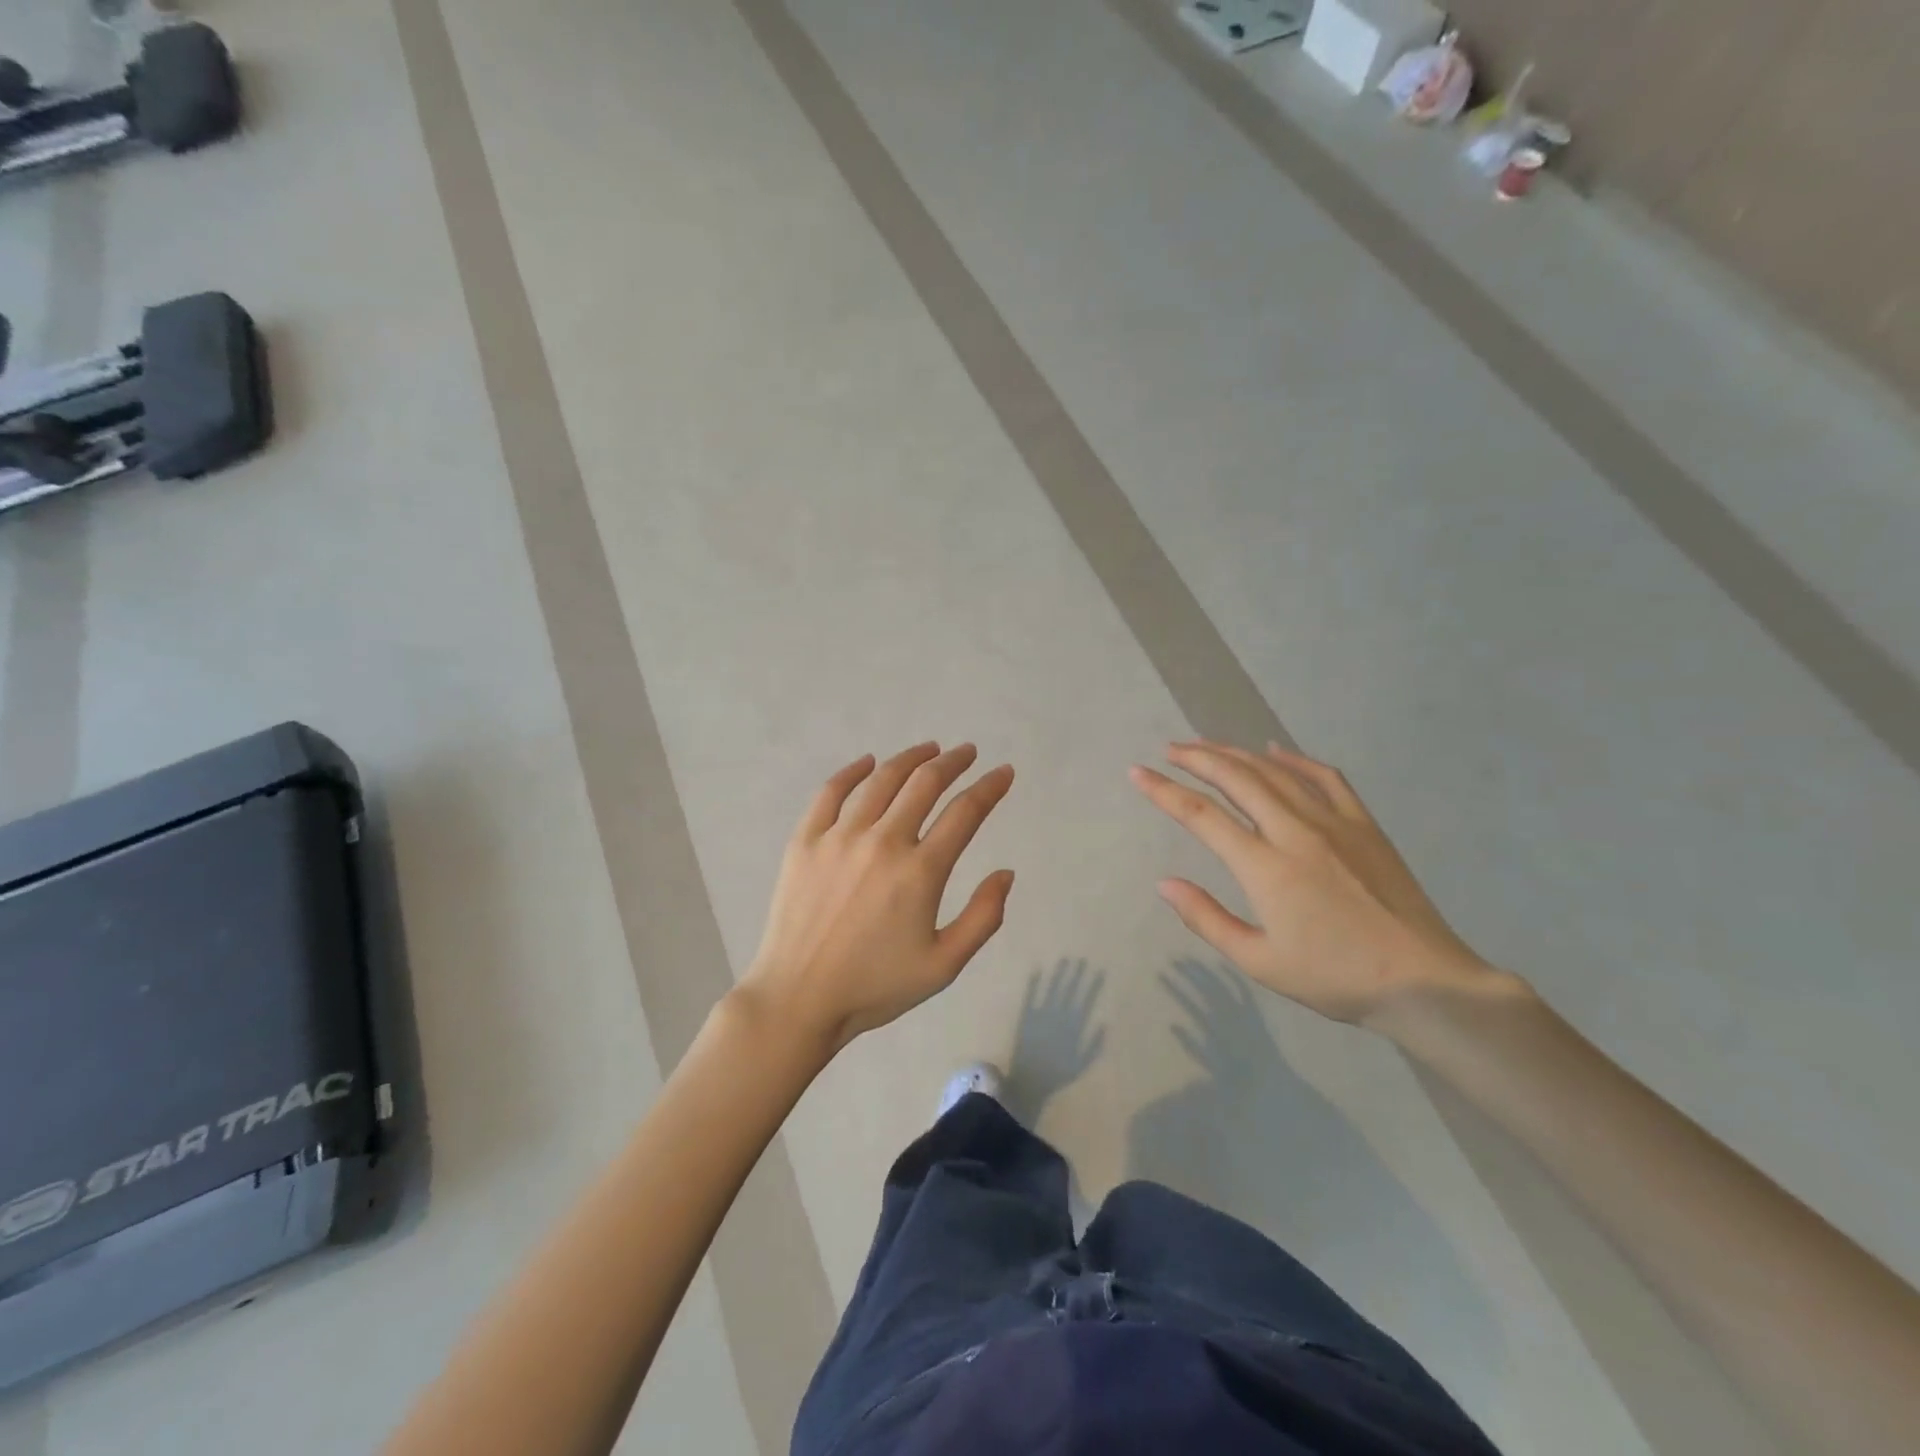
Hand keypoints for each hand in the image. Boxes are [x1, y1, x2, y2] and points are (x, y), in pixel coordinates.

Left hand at [739, 742, 1015, 1053]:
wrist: (799, 999)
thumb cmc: (876, 987)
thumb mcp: (944, 965)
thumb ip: (983, 918)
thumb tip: (1005, 873)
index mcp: (920, 872)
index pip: (965, 813)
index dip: (989, 788)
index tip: (1003, 773)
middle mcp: (882, 842)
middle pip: (925, 784)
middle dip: (953, 762)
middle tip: (968, 753)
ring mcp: (839, 837)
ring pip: (882, 780)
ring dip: (911, 758)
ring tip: (929, 749)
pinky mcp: (805, 840)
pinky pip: (831, 792)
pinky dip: (853, 771)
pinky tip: (868, 762)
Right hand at [1131, 740, 1505, 1026]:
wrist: (1424, 981)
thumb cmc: (1336, 978)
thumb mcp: (1260, 962)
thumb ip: (1207, 919)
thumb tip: (1164, 884)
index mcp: (1265, 867)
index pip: (1201, 816)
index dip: (1164, 791)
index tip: (1137, 773)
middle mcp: (1295, 832)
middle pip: (1236, 779)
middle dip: (1197, 758)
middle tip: (1169, 749)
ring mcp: (1334, 823)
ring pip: (1274, 772)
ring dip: (1235, 754)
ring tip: (1206, 746)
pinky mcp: (1364, 825)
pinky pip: (1325, 778)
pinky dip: (1295, 759)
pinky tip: (1275, 751)